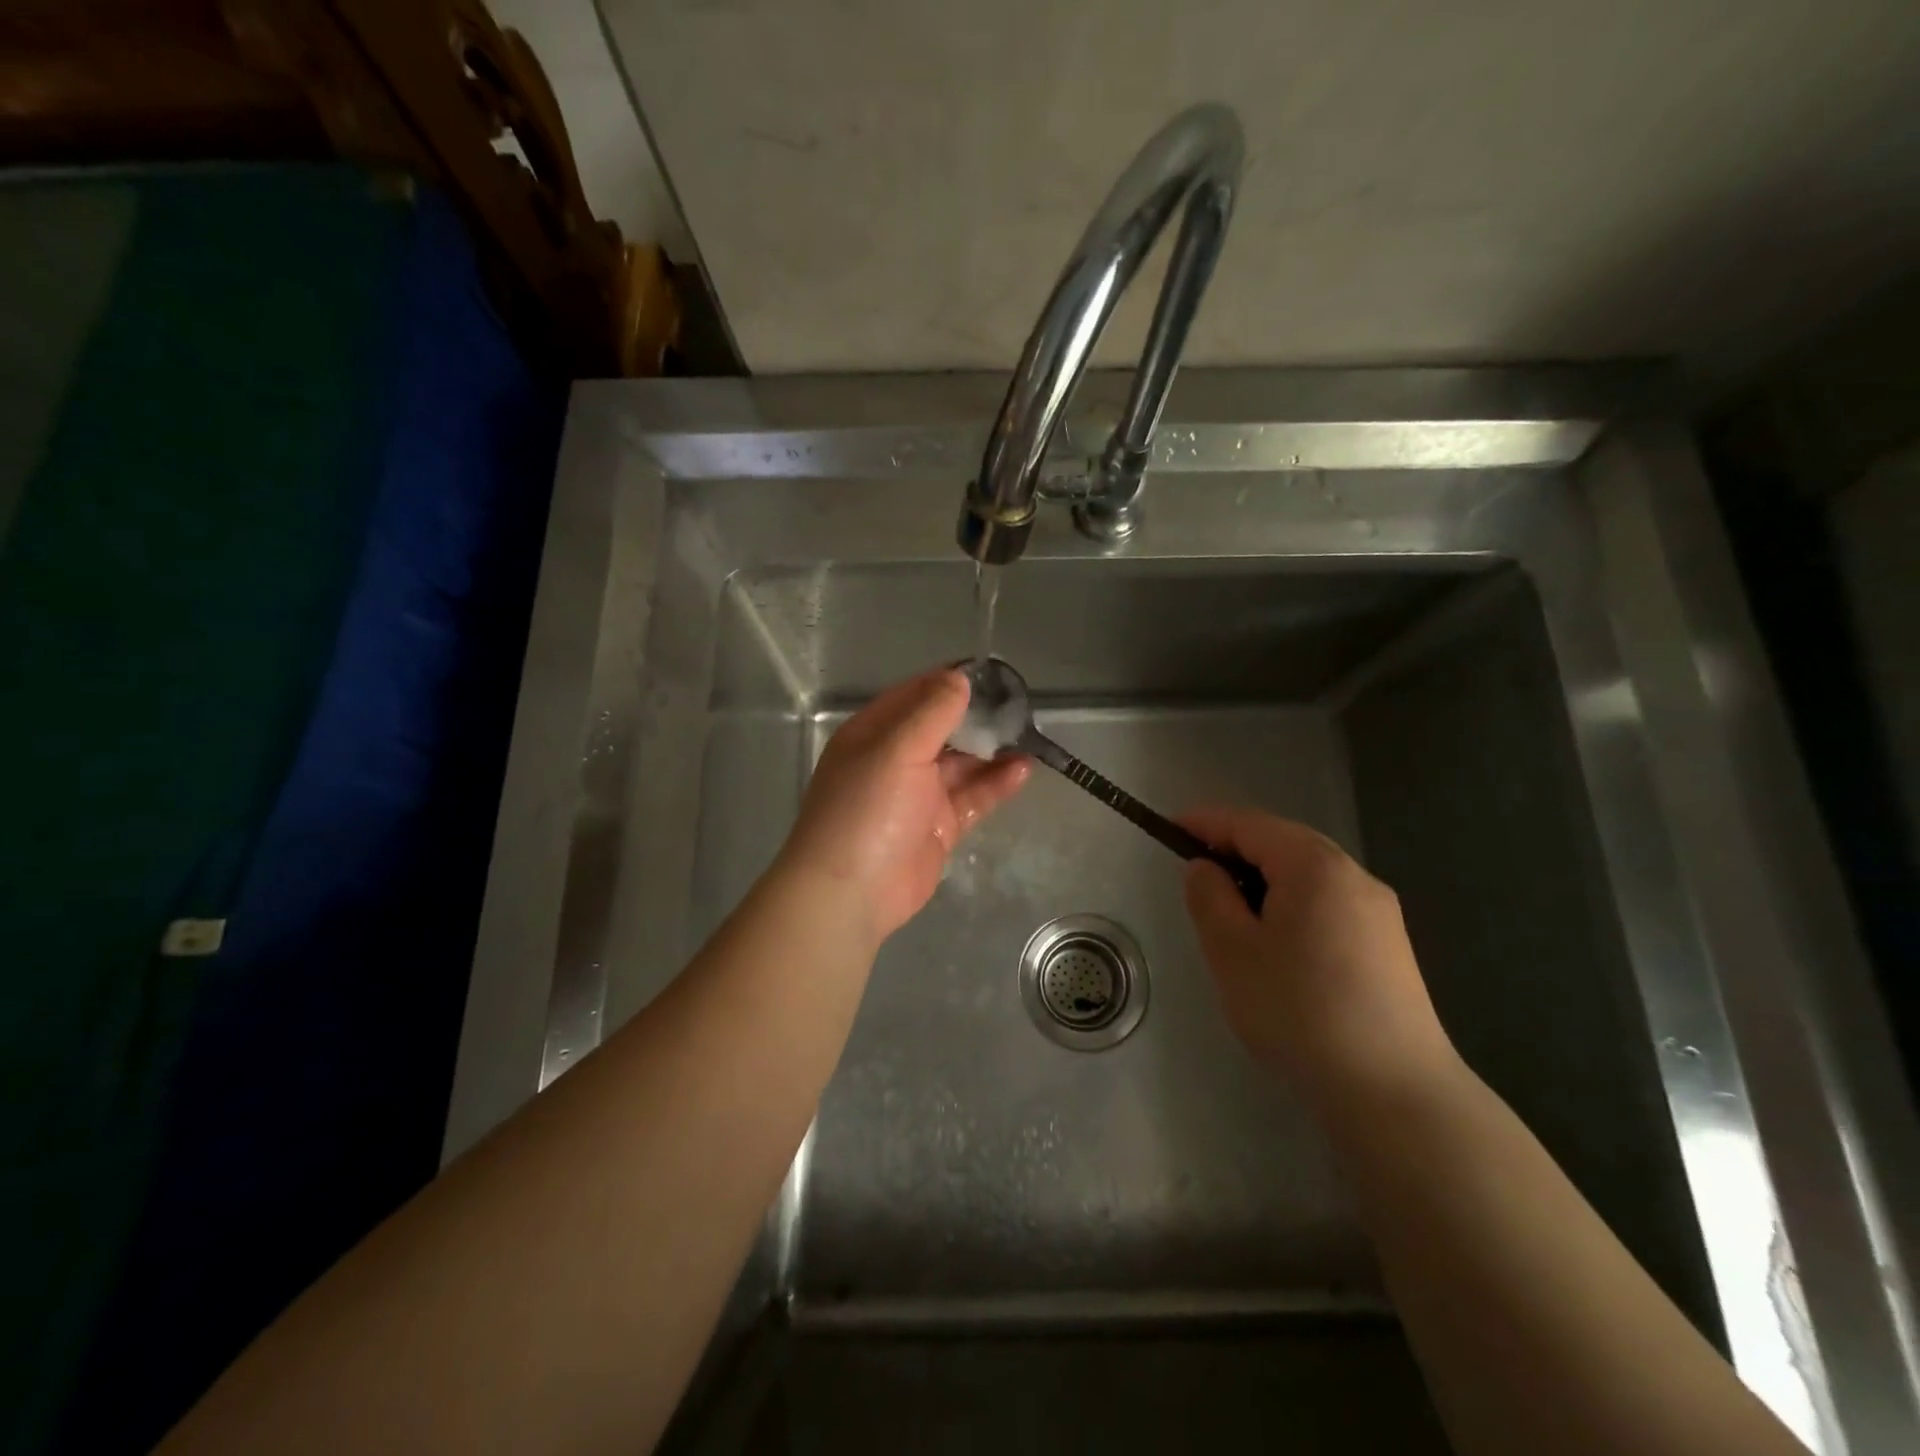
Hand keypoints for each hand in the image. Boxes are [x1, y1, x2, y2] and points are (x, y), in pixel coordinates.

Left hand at [779, 669, 1029, 944]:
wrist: (851, 893)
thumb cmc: (867, 809)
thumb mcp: (897, 749)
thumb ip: (932, 712)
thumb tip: (959, 677)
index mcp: (874, 733)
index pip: (915, 695)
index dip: (950, 682)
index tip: (992, 675)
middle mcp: (895, 759)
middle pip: (942, 729)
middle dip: (978, 718)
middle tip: (1020, 706)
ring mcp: (917, 796)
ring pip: (961, 764)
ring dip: (992, 751)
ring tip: (1029, 735)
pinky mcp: (938, 828)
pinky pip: (971, 798)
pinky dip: (995, 784)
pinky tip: (1023, 770)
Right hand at [1179, 805, 1458, 1105]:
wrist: (1394, 1092)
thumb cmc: (1299, 1011)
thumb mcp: (1232, 951)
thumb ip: (1209, 897)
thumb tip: (1206, 869)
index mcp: (1314, 866)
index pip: (1249, 824)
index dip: (1205, 822)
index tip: (1168, 829)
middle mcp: (1354, 875)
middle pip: (1283, 844)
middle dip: (1235, 851)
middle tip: (1195, 876)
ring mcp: (1379, 912)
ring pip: (1307, 876)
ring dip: (1264, 882)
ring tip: (1231, 916)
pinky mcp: (1390, 947)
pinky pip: (1328, 905)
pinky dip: (1292, 906)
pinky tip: (1278, 947)